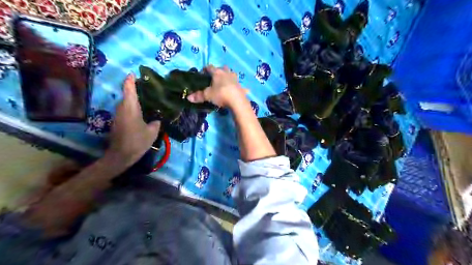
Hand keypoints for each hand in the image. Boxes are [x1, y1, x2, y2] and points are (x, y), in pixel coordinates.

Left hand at [105, 73, 160, 166]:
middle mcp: (122, 108)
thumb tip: (157, 119)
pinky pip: (125, 111)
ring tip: (145, 101)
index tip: (133, 73)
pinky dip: (132, 109)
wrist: (121, 155)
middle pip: (126, 95)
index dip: (130, 80)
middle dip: (134, 90)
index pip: (129, 89)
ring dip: (133, 100)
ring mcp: (118, 115)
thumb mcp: (153, 132)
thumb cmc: (138, 141)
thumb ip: (156, 123)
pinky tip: (141, 114)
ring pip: (125, 103)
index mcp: (131, 107)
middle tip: (147, 90)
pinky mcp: (117, 122)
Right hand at [187, 64, 248, 106]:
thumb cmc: (221, 94)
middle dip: (219, 71)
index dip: (205, 69)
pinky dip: (240, 88)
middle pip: (223, 68)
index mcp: (217, 73)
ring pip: (232, 74)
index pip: (210, 67)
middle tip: (215, 77)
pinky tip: (240, 90)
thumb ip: (199, 96)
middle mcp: (227, 73)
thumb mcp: (208, 95)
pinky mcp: (242, 87)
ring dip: (229, 76)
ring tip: (226, 82)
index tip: (202, 73)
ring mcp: (236, 79)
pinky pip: (241, 86)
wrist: (237, 100)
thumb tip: (188, 97)